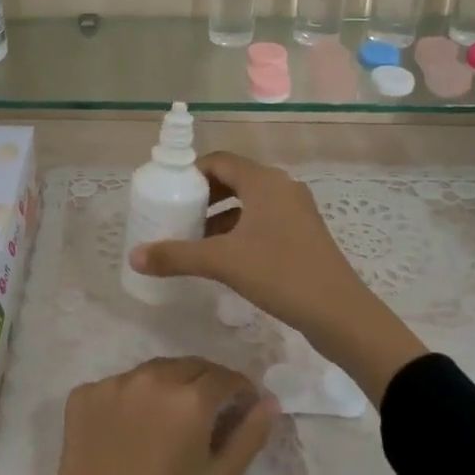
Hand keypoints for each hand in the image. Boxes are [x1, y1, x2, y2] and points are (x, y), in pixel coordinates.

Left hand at [18, 357, 276, 474]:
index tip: (241, 405)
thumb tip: (269, 401)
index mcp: (189, 399)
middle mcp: (150, 379)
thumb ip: (249, 435)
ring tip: (167, 422)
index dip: (239, 389)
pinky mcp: (82, 395)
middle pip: (188, 367)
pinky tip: (130, 431)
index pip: (224, 376)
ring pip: (151, 372)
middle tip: (206, 414)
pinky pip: (117, 386)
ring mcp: (111, 384)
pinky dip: (130, 400)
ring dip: (167, 387)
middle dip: (204, 384)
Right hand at [127, 152, 426, 402]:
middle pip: (233, 180)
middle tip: (176, 216)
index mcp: (264, 182)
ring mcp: (296, 211)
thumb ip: (176, 256)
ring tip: (193, 239)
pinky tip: (222, 257)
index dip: (190, 173)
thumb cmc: (280, 274)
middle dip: (202, 196)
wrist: (340, 314)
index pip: (219, 161)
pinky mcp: (302, 235)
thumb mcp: (222, 263)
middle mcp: (282, 188)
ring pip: (247, 203)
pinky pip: (262, 221)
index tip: (167, 193)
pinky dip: (238, 230)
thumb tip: (134, 256)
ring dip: (219, 216)